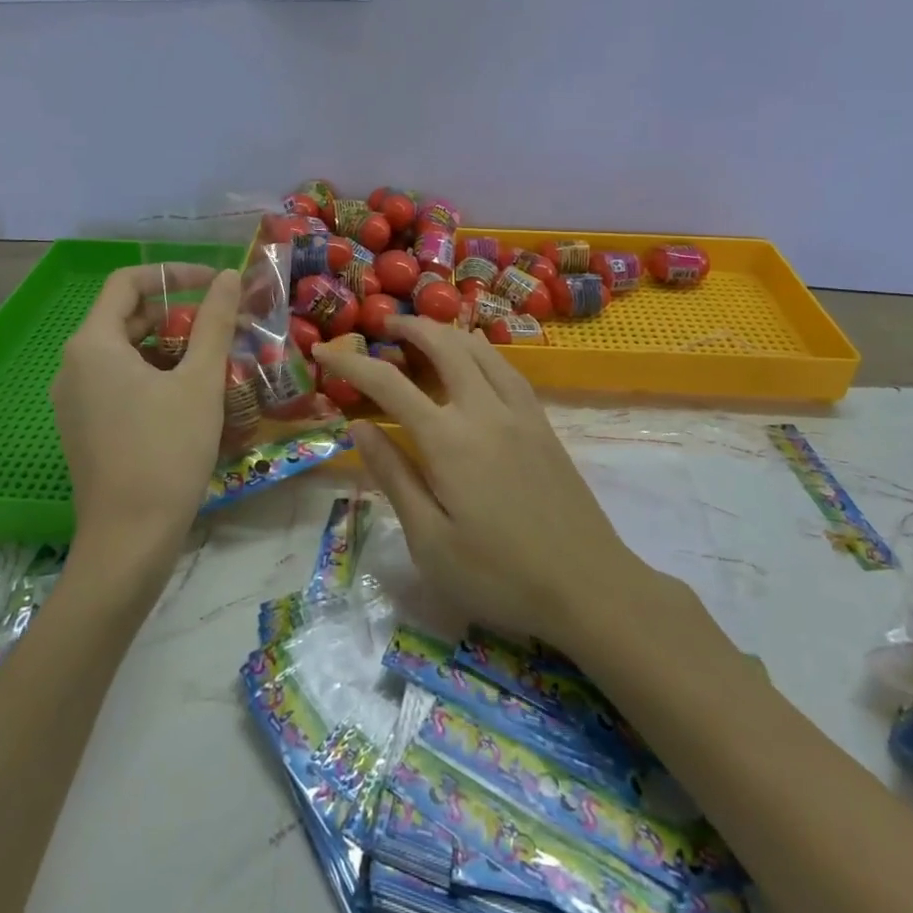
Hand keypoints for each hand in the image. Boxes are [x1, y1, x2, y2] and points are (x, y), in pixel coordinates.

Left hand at [50, 264, 241, 560]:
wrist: (129, 540)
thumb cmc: (167, 450)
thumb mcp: (200, 380)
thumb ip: (214, 321)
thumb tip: (228, 276)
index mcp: (93, 344)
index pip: (127, 282)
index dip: (172, 275)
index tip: (212, 285)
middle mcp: (73, 366)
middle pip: (125, 317)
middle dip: (175, 315)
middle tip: (220, 328)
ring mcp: (73, 401)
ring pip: (123, 353)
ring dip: (167, 347)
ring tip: (211, 363)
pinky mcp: (82, 428)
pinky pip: (116, 383)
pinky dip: (151, 376)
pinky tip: (187, 398)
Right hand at [313, 318, 637, 648]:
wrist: (588, 586)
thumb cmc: (498, 575)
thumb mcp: (429, 540)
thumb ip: (393, 475)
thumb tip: (358, 426)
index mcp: (447, 440)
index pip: (388, 384)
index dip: (351, 362)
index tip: (323, 351)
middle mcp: (483, 410)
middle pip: (443, 346)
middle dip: (410, 327)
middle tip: (384, 326)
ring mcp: (519, 412)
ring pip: (479, 349)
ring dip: (447, 331)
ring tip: (425, 333)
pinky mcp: (542, 423)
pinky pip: (507, 368)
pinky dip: (481, 350)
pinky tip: (476, 359)